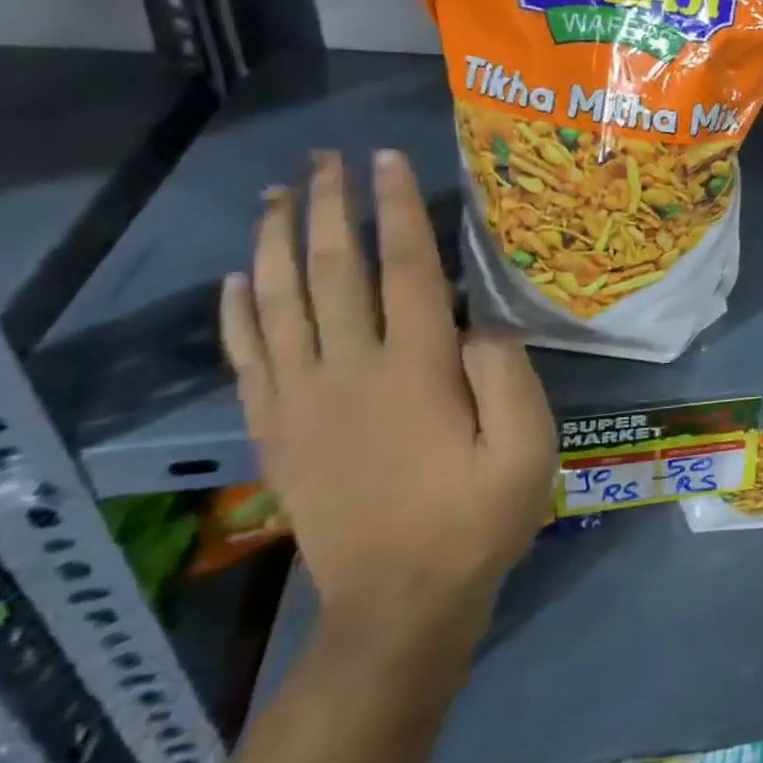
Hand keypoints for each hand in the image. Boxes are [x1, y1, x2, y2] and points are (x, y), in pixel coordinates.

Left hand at [220, 150, 555, 648]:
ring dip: (274, 242)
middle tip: (326, 159)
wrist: (400, 603)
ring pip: (276, 303)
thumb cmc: (478, 518)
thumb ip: (508, 375)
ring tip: (277, 195)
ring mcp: (302, 401)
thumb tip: (479, 321)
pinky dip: (236, 312)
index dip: (395, 210)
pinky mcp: (277, 430)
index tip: (386, 161)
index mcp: (415, 370)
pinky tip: (235, 279)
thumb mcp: (527, 448)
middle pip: (331, 272)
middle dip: (328, 207)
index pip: (404, 269)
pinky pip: (247, 357)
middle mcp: (348, 372)